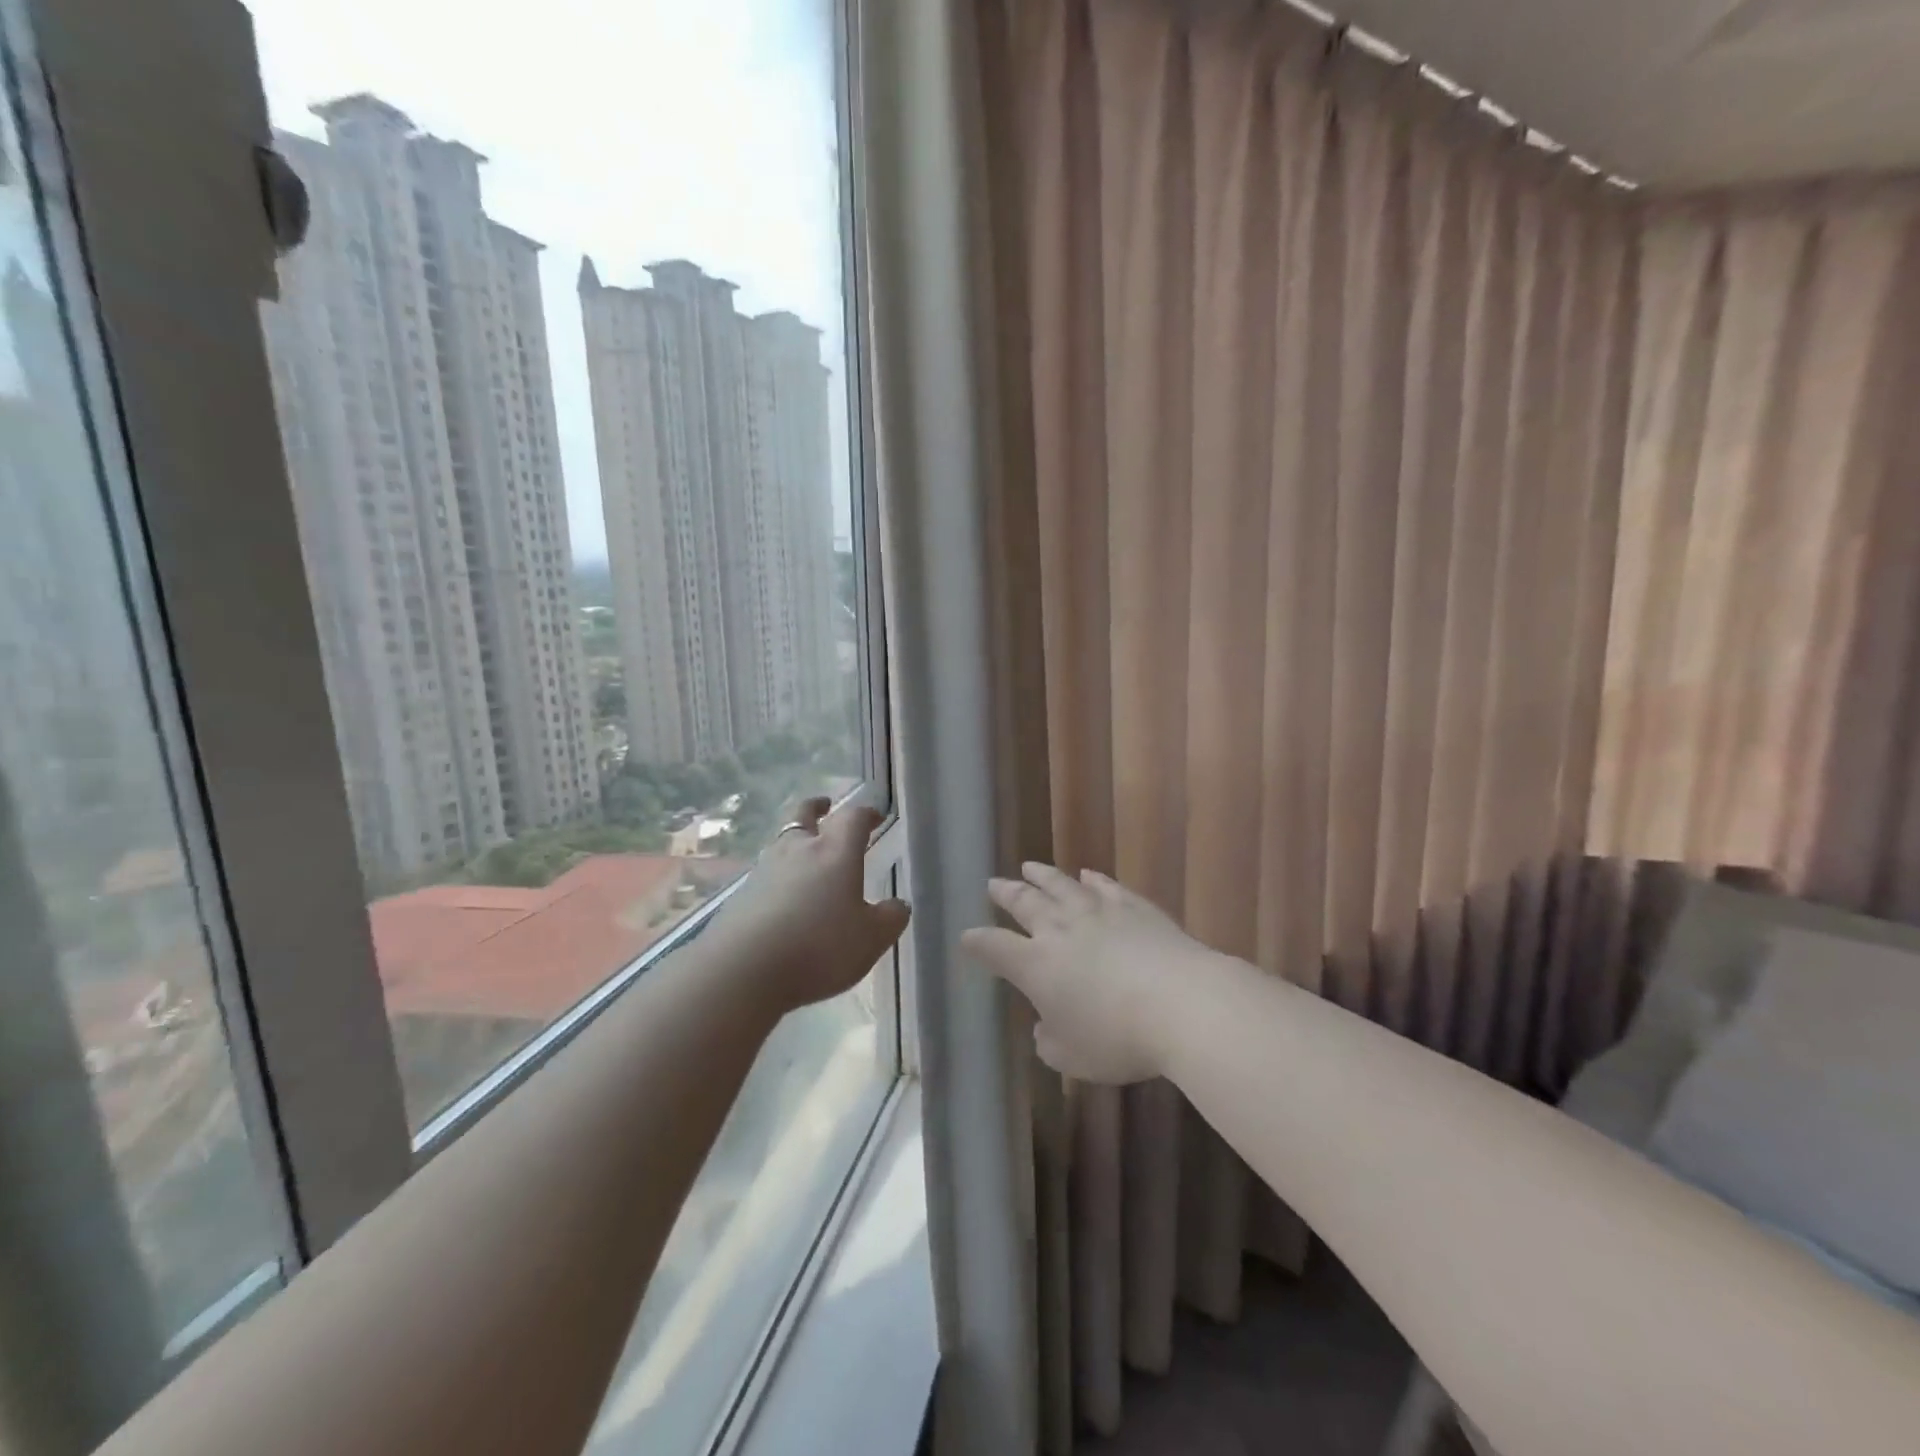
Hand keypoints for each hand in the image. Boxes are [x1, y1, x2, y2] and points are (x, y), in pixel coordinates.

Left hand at [708, 797, 909, 1016]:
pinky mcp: (742, 895)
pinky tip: (783, 894)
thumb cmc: (819, 947)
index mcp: (835, 852)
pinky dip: (778, 874)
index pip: (853, 818)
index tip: (875, 817)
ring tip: (804, 851)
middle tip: (824, 806)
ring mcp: (764, 870)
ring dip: (795, 839)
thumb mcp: (871, 939)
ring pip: (782, 842)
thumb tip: (897, 905)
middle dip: (818, 808)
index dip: (866, 814)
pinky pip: (765, 873)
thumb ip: (890, 918)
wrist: (743, 970)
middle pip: (805, 815)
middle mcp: (798, 850)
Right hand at [961, 863, 1227, 1083]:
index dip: (978, 942)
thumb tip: (1044, 1027)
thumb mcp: (1072, 1057)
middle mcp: (1060, 930)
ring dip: (1042, 876)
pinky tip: (1088, 875)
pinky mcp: (1133, 907)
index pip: (996, 948)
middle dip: (1006, 894)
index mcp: (1036, 965)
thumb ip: (1050, 1041)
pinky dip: (1093, 879)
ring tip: (1029, 867)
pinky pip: (1106, 887)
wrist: (1181, 1002)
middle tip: (993, 884)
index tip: (966, 936)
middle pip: (1025, 904)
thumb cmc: (1118, 1038)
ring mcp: (1098, 913)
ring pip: (1061, 886)